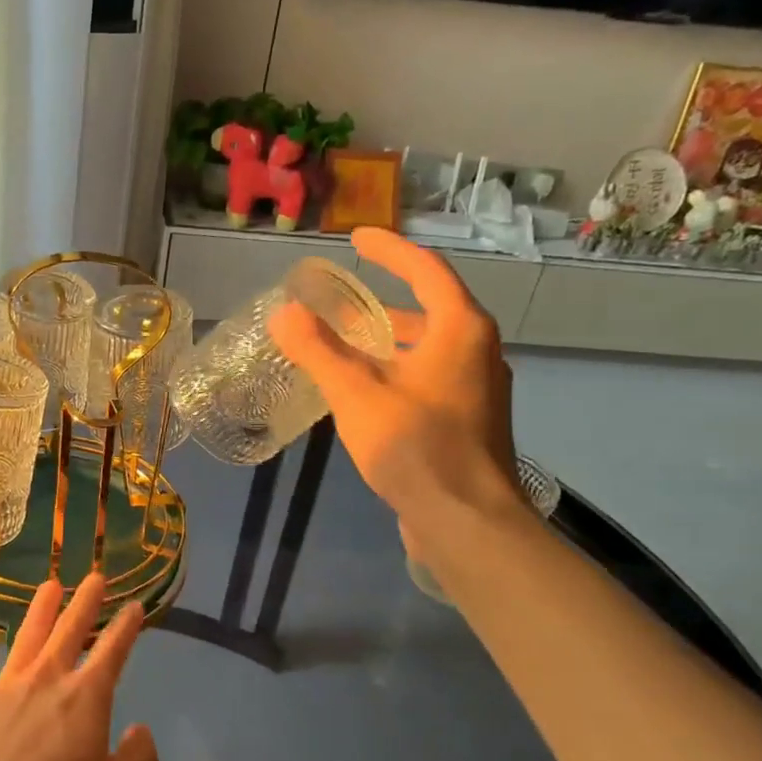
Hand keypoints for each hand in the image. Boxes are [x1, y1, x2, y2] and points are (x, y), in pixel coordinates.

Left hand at [0, 574, 158, 760]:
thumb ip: (138, 758)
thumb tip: (140, 730)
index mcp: (86, 696)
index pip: (113, 651)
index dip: (126, 627)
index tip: (135, 606)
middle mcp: (47, 678)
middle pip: (70, 630)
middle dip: (86, 602)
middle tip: (95, 577)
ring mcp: (5, 686)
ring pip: (27, 636)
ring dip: (41, 609)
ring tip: (50, 586)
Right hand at [267, 227, 524, 558]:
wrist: (466, 521)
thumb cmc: (415, 447)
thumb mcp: (356, 393)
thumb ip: (318, 350)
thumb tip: (284, 313)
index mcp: (460, 330)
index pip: (426, 270)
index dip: (390, 250)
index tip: (356, 238)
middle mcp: (477, 351)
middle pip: (428, 309)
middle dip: (382, 302)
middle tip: (339, 301)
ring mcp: (476, 388)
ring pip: (427, 348)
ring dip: (387, 340)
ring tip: (343, 344)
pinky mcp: (468, 420)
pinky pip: (427, 377)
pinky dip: (395, 370)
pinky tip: (363, 392)